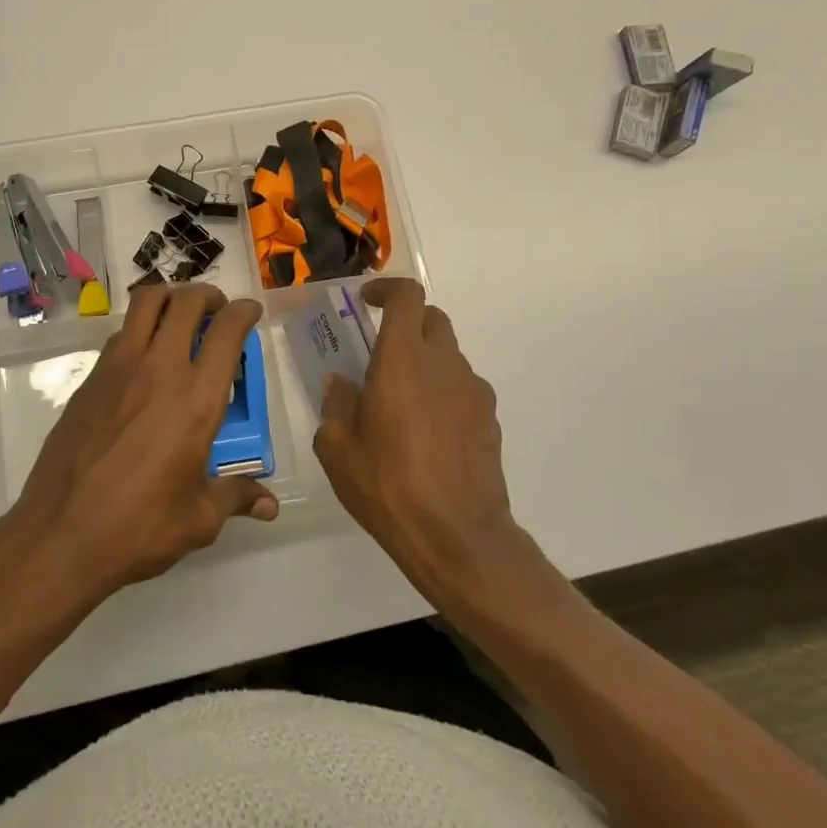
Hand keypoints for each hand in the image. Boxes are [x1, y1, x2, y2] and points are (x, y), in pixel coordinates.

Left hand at [6, 283, 278, 602]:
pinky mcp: (90, 379)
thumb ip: (235, 497)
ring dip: (169, 299)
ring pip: (146, 302)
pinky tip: (144, 360)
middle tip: (215, 310)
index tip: (250, 312)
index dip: (244, 312)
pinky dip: (139, 329)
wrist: (60, 535)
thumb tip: (269, 507)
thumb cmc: (139, 528)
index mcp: (197, 399)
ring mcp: (118, 368)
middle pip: (185, 301)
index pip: (227, 330)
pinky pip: (120, 335)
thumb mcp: (198, 519)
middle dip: (207, 296)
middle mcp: (160, 370)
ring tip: (179, 319)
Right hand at [316, 278, 528, 601]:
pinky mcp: (489, 420)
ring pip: (449, 355)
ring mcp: (473, 391)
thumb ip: (336, 405)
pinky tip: (427, 432)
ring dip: (425, 361)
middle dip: (406, 323)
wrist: (457, 537)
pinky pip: (462, 389)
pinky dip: (443, 393)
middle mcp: (443, 364)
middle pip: (432, 319)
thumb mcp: (337, 447)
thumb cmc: (387, 485)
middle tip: (379, 350)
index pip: (407, 297)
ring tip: (400, 401)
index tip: (366, 302)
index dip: (386, 290)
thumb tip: (341, 384)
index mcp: (403, 359)